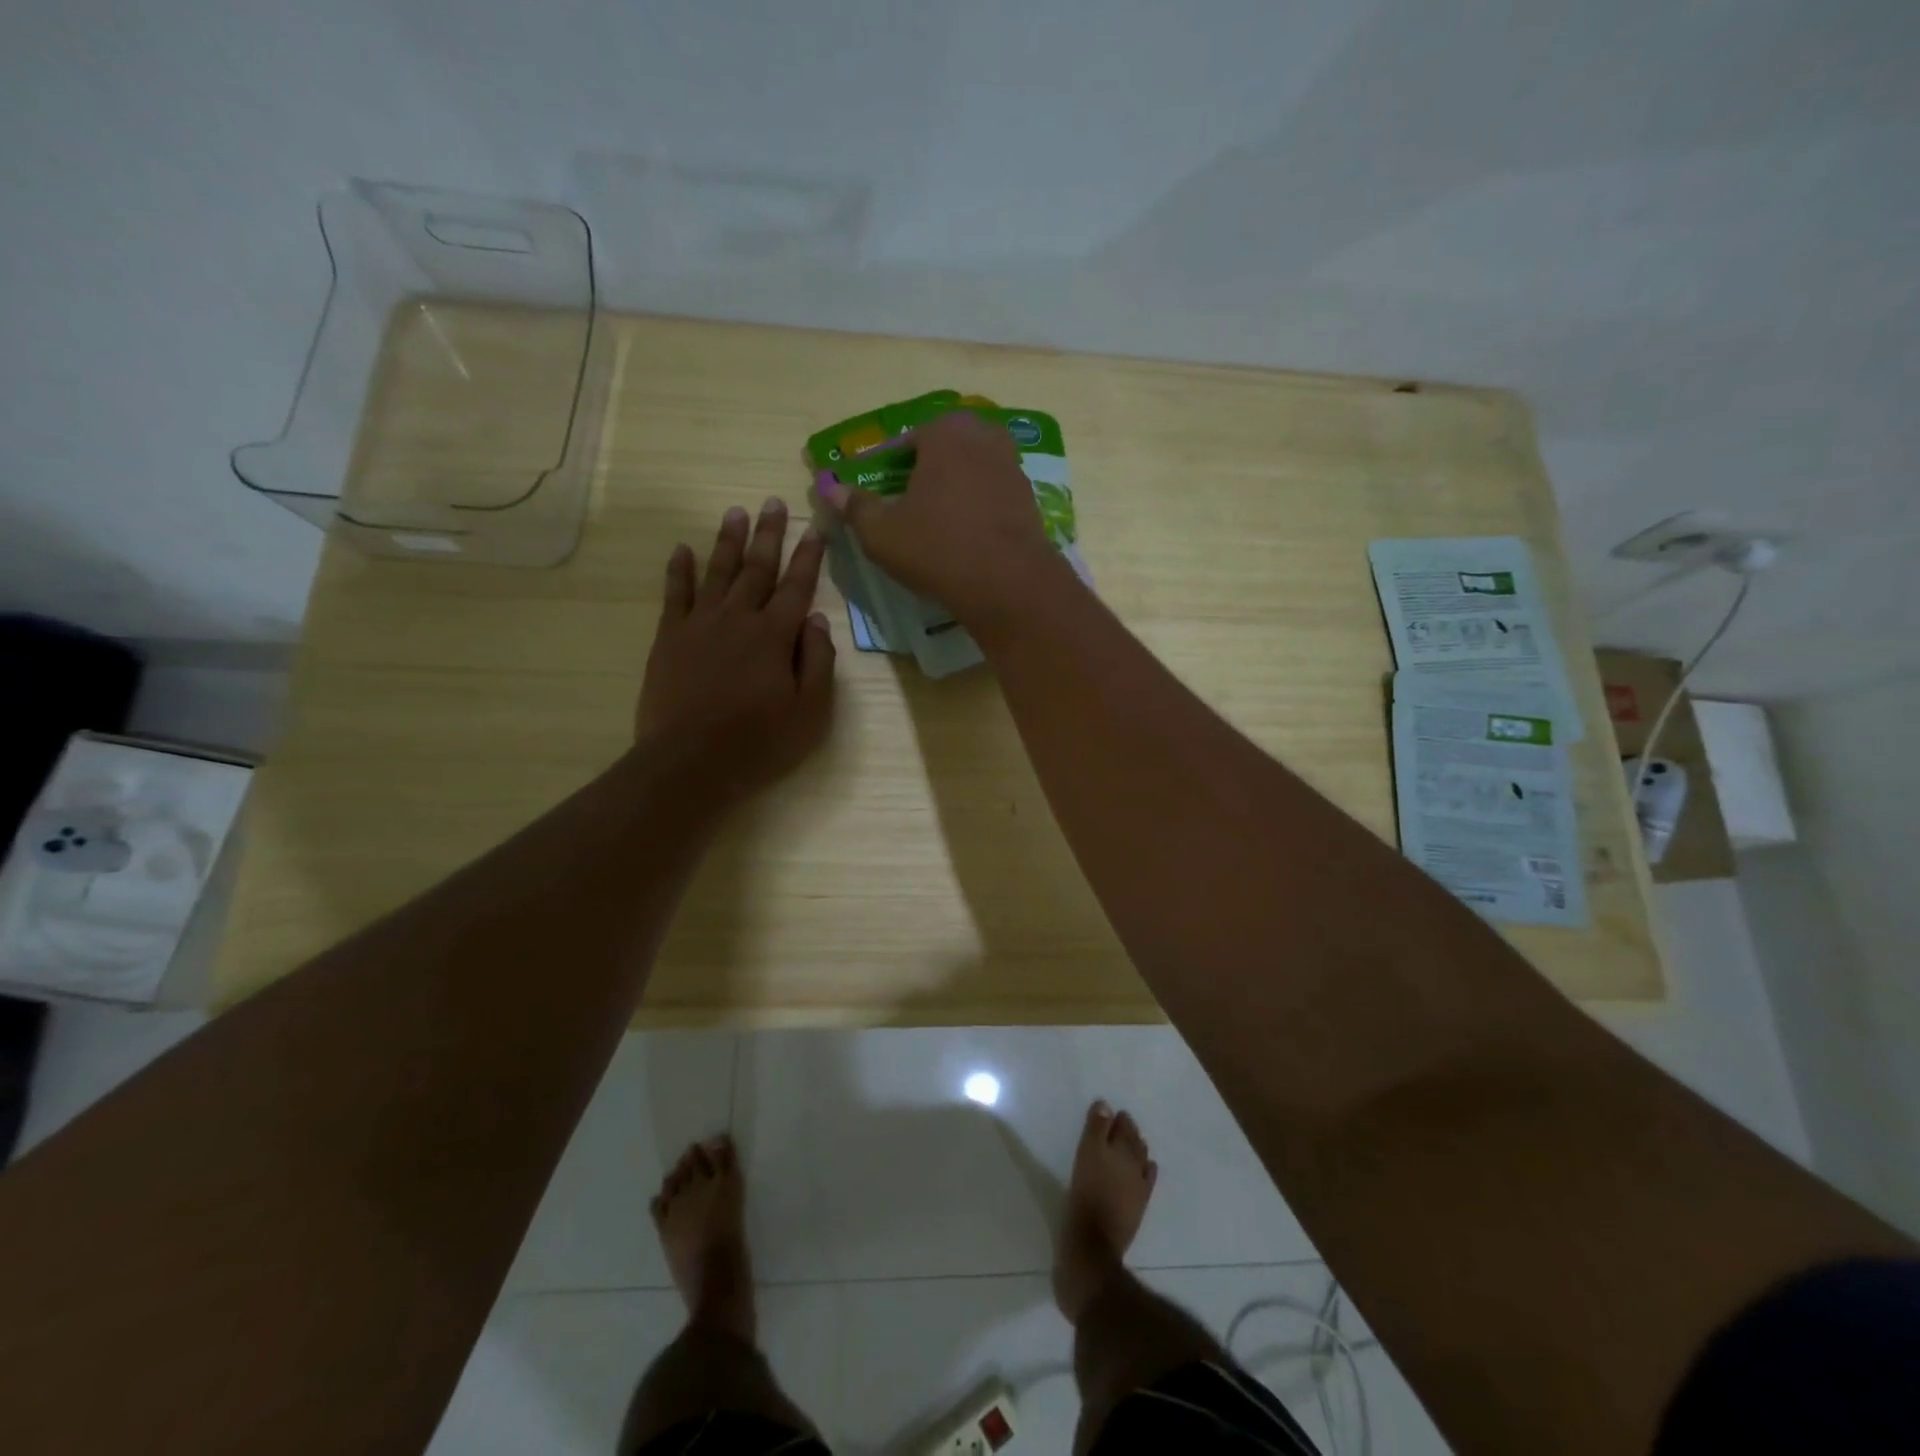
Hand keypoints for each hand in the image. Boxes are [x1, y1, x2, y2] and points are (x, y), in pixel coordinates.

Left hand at [636, 498, 835, 802]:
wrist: (690, 762)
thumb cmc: (759, 742)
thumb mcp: (811, 712)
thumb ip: (818, 661)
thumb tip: (816, 620)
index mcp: (776, 635)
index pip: (797, 586)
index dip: (809, 556)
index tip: (817, 528)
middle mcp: (739, 618)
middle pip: (757, 568)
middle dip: (769, 534)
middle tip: (773, 501)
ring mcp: (700, 624)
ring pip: (718, 572)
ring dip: (728, 541)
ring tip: (736, 512)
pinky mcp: (669, 638)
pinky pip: (675, 594)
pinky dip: (678, 570)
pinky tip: (682, 549)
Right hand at [814, 411, 1062, 622]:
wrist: (1008, 583)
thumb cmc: (937, 549)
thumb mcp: (882, 533)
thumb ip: (855, 507)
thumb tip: (829, 488)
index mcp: (945, 434)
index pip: (910, 439)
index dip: (893, 464)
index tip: (884, 488)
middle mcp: (983, 439)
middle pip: (949, 446)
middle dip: (932, 465)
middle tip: (914, 498)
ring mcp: (1013, 468)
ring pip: (977, 467)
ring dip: (960, 483)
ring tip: (942, 515)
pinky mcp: (1030, 500)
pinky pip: (997, 492)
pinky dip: (983, 504)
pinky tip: (971, 531)